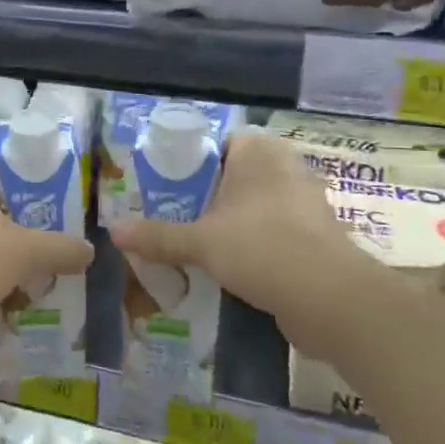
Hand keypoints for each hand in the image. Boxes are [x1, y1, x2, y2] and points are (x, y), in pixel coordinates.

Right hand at [110, 130, 376, 344]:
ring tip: (193, 245)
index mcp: (258, 151)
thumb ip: (158, 236)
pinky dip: (252, 244)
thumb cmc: (261, 248)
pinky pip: (273, 231)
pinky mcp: (315, 236)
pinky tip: (228, 267)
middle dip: (205, 198)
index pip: (217, 144)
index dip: (189, 164)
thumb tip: (112, 231)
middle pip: (233, 176)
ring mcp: (304, 202)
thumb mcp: (200, 242)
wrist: (332, 299)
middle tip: (171, 218)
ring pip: (254, 206)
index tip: (163, 188)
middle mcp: (284, 167)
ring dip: (228, 224)